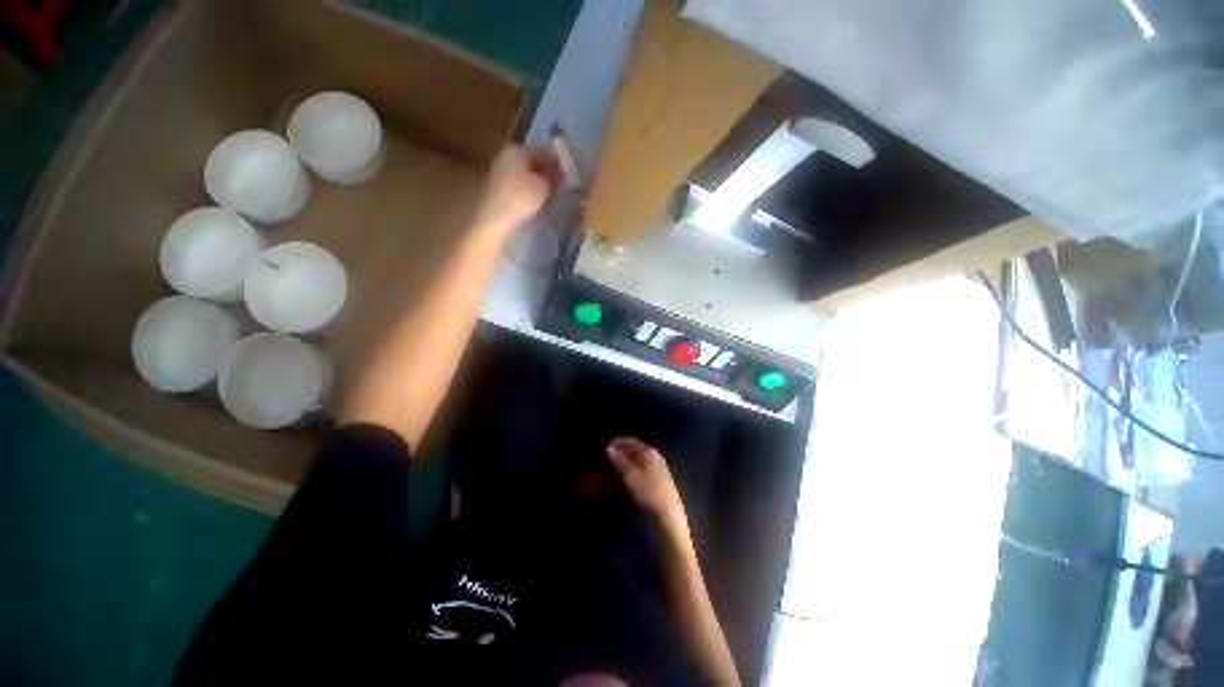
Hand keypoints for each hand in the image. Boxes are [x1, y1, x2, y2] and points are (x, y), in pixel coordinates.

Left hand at [476, 144, 559, 234]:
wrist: (496, 218)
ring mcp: (502, 173)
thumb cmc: (521, 197)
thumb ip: (554, 177)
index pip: (543, 150)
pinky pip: (522, 184)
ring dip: (541, 181)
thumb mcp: (544, 186)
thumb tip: (560, 173)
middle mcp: (508, 157)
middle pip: (534, 161)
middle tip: (564, 182)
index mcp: (517, 150)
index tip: (571, 170)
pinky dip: (532, 189)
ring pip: (528, 173)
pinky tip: (542, 198)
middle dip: (549, 170)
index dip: (559, 160)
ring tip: (556, 192)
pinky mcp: (501, 189)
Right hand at [607, 438, 689, 538]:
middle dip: (625, 449)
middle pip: (638, 447)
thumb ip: (620, 461)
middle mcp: (656, 455)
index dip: (619, 442)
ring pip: (642, 456)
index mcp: (649, 452)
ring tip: (620, 462)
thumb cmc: (648, 493)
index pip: (632, 441)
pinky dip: (637, 464)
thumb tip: (610, 448)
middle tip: (613, 453)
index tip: (608, 444)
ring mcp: (661, 465)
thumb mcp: (630, 476)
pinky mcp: (664, 476)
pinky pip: (647, 464)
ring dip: (631, 457)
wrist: (669, 514)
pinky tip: (633, 471)